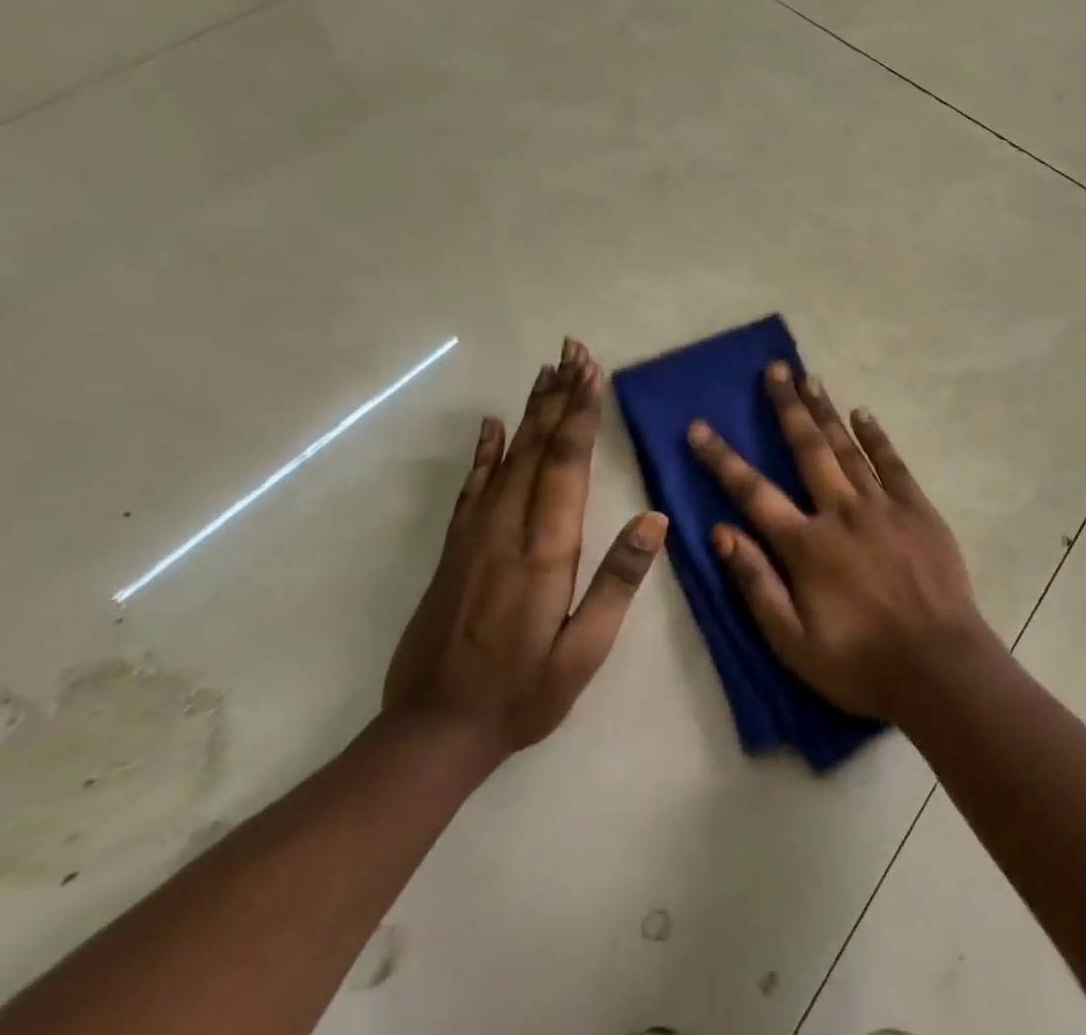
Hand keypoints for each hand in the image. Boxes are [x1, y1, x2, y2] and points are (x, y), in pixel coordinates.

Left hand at [384, 338, 665, 762]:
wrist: (431, 734)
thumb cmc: (522, 694)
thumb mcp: (584, 652)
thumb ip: (617, 583)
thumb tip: (654, 520)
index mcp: (545, 553)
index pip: (567, 467)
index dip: (581, 416)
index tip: (592, 373)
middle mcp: (507, 531)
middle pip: (537, 449)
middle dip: (559, 398)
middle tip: (573, 352)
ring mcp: (474, 537)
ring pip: (507, 459)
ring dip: (530, 412)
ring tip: (547, 372)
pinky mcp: (454, 550)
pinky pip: (472, 489)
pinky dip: (485, 452)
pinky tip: (494, 426)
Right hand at [687, 362, 991, 721]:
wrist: (939, 667)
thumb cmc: (860, 662)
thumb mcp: (792, 641)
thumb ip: (755, 583)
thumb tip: (720, 532)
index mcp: (806, 545)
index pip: (753, 492)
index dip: (722, 458)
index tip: (699, 427)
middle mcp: (841, 512)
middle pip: (807, 449)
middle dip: (787, 407)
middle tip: (775, 370)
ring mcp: (883, 506)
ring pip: (847, 447)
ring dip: (826, 411)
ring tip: (809, 378)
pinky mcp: (918, 509)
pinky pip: (892, 462)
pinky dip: (875, 436)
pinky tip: (862, 413)